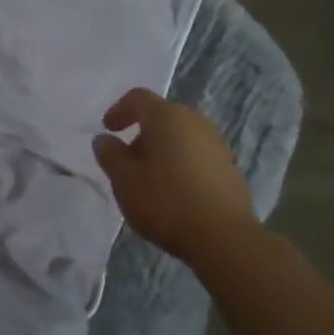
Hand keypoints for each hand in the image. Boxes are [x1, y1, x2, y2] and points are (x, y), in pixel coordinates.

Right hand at [93, 89, 254, 260]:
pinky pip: (197, 156)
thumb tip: (104, 139)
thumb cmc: (166, 201)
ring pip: (181, 137)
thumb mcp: (124, 180)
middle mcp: (195, 121)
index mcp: (167, 116)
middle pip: (162, 117)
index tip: (108, 129)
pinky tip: (175, 193)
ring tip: (150, 180)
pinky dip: (181, 165)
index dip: (119, 110)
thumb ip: (110, 155)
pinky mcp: (230, 167)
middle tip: (127, 160)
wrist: (224, 236)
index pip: (138, 98)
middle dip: (142, 134)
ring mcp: (216, 143)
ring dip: (163, 151)